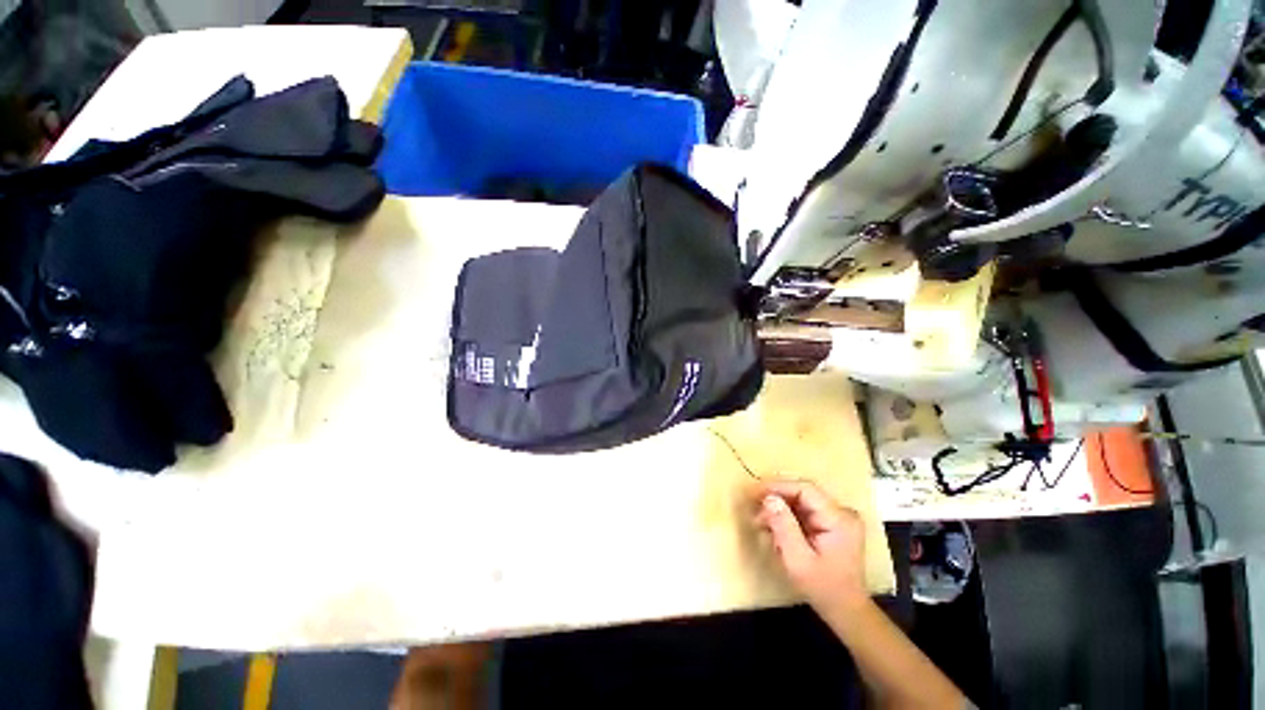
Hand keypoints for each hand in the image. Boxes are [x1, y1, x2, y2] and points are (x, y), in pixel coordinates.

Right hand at [755, 480, 868, 612]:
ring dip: (779, 509)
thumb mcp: (798, 560)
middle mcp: (842, 512)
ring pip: (801, 501)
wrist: (847, 611)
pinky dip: (787, 517)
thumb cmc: (823, 588)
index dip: (778, 486)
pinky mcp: (832, 523)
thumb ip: (783, 526)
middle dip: (776, 499)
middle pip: (802, 493)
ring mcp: (838, 517)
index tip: (754, 492)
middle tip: (753, 508)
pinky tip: (774, 529)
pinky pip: (805, 511)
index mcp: (839, 519)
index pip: (805, 489)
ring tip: (760, 522)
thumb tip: (769, 498)